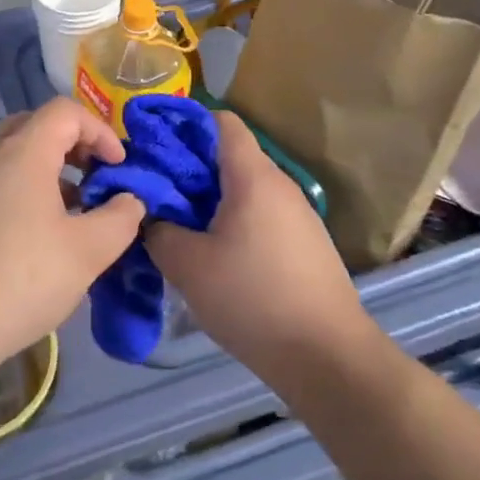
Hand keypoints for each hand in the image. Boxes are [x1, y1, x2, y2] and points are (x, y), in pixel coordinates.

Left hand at [0, 99, 145, 374]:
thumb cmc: (18, 280)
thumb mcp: (87, 254)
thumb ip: (119, 219)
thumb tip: (130, 200)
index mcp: (22, 152)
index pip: (66, 111)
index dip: (99, 130)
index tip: (117, 166)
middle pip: (32, 126)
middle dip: (69, 145)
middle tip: (90, 178)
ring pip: (5, 157)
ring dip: (39, 172)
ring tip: (60, 214)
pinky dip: (10, 194)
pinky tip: (18, 241)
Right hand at [147, 112, 373, 388]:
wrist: (328, 357)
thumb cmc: (254, 299)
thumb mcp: (189, 267)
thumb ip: (160, 232)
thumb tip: (151, 217)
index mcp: (253, 176)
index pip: (222, 122)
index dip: (186, 126)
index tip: (156, 147)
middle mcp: (280, 185)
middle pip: (231, 157)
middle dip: (191, 169)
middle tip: (158, 195)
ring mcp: (299, 215)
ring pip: (246, 190)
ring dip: (212, 200)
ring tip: (182, 229)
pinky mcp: (306, 244)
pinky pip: (262, 216)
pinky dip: (235, 223)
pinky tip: (218, 258)